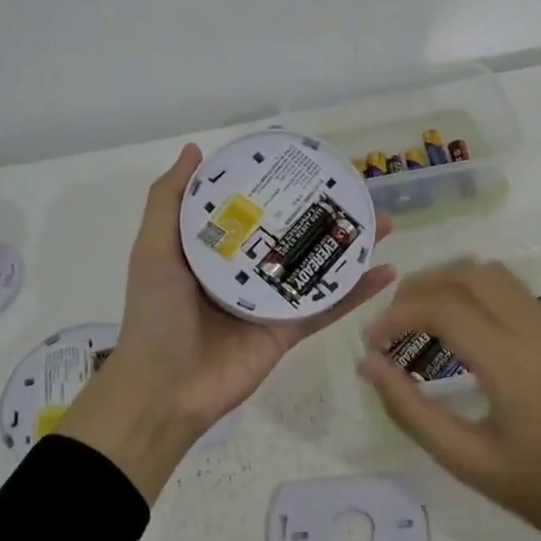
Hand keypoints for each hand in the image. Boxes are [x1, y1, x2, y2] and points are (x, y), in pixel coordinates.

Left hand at [61, 144, 393, 502]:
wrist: (164, 390)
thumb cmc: (156, 314)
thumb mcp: (154, 250)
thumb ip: (169, 201)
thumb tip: (195, 149)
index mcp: (214, 250)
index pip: (250, 209)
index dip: (275, 185)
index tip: (304, 162)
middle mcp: (245, 271)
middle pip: (291, 234)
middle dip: (322, 213)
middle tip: (355, 190)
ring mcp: (270, 302)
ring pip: (316, 267)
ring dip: (349, 247)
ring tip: (382, 221)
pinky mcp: (289, 331)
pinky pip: (327, 306)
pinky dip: (357, 291)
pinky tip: (386, 269)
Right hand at [356, 260, 540, 540]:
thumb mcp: (467, 462)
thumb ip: (412, 412)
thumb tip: (369, 366)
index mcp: (509, 362)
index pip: (443, 309)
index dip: (396, 317)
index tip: (371, 345)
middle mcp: (529, 331)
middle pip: (466, 274)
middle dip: (418, 287)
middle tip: (389, 325)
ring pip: (490, 272)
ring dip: (446, 281)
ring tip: (415, 316)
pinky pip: (507, 287)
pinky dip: (470, 287)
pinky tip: (454, 322)